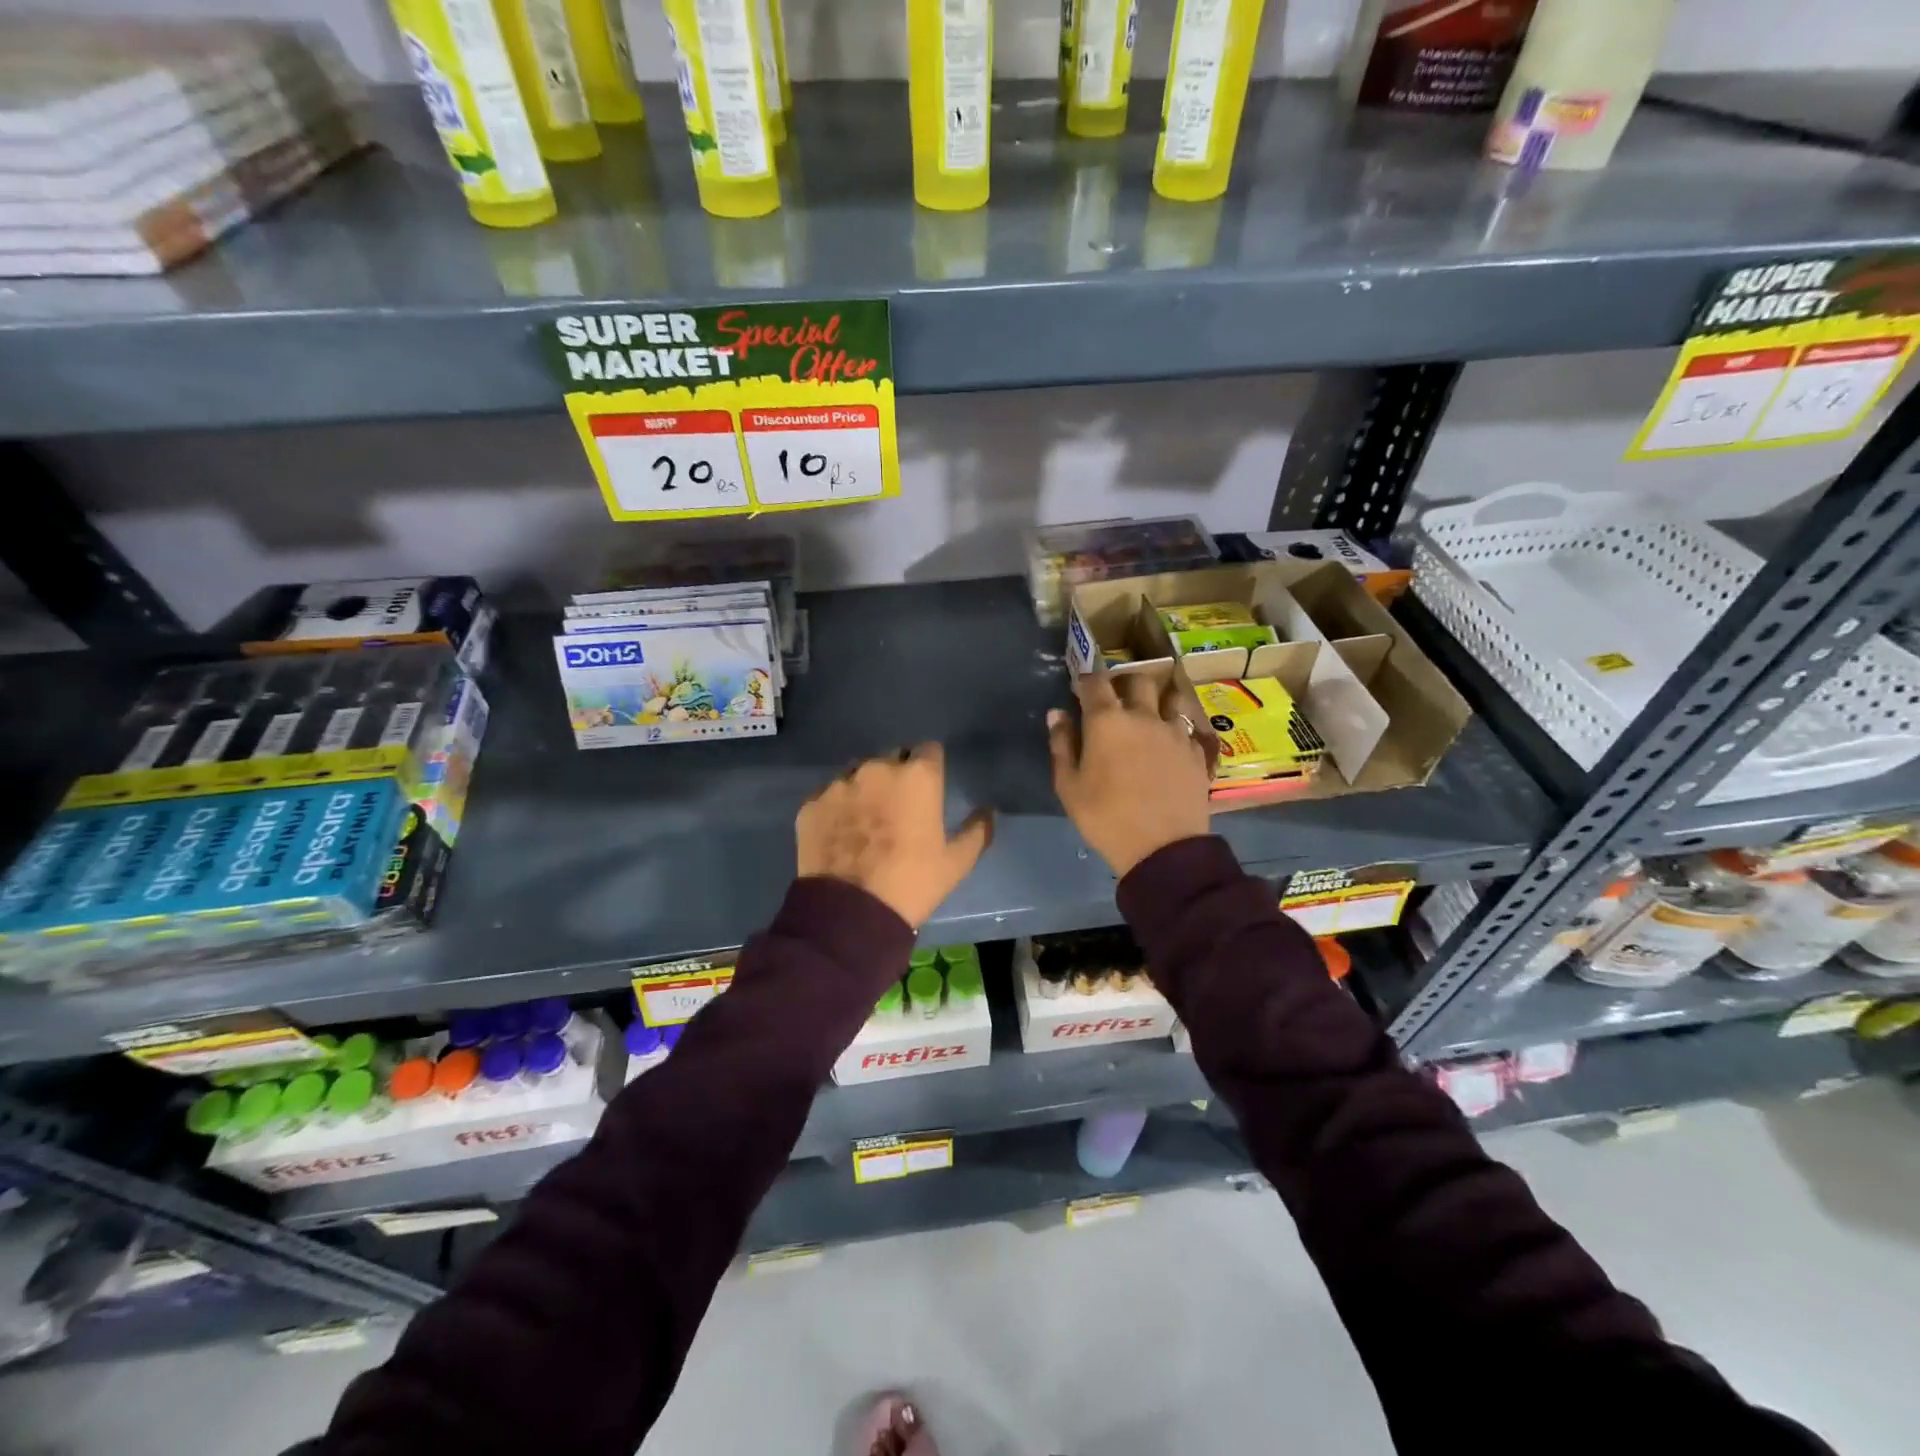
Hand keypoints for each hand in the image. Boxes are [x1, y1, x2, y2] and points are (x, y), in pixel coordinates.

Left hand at [797, 743, 993, 927]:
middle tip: (898, 808)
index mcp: (918, 776)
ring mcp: (839, 784)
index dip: (930, 768)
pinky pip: (828, 796)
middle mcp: (877, 768)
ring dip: (864, 788)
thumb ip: (977, 831)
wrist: (850, 912)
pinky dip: (836, 808)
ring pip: (857, 774)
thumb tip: (988, 812)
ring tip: (865, 821)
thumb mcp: (956, 862)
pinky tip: (840, 834)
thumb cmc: (912, 883)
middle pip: (892, 758)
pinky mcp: (811, 803)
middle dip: (897, 776)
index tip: (929, 789)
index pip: (929, 751)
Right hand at [1048, 670, 1211, 877]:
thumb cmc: (1105, 817)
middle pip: (1138, 680)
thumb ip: (1061, 745)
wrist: (1162, 848)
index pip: (1095, 682)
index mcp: (1107, 721)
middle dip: (1124, 683)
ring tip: (1149, 716)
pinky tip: (1170, 745)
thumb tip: (1057, 714)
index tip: (1079, 689)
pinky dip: (1176, 729)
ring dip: (1157, 701)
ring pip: (1170, 698)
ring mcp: (1175, 732)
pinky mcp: (1196, 752)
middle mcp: (1144, 716)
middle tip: (1115, 700)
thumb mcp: (1069, 786)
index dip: (1085, 680)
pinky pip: (1187, 728)